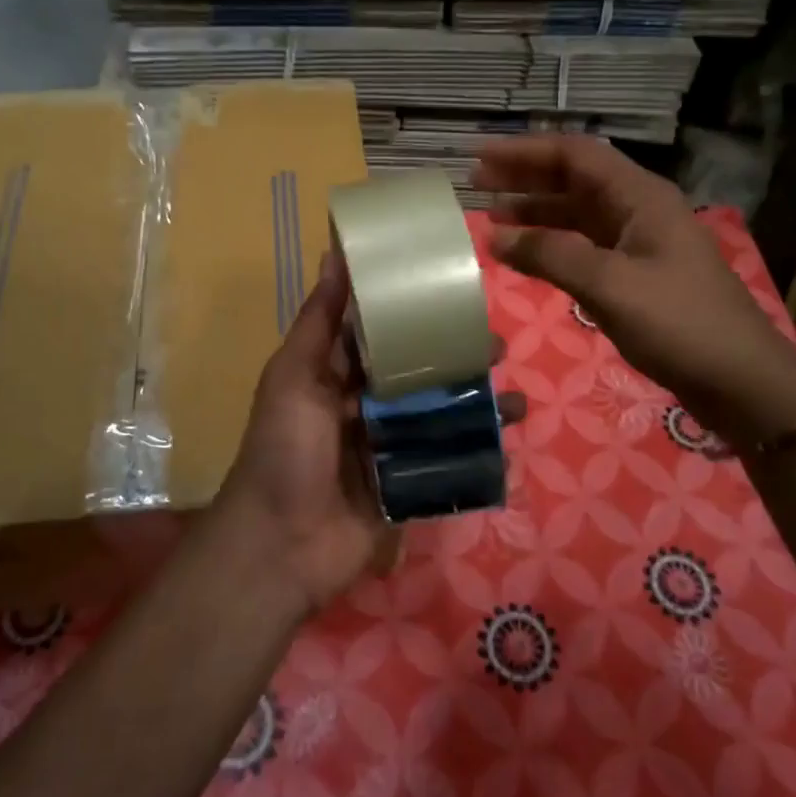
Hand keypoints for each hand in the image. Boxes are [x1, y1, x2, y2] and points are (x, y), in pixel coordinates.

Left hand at [218, 251, 523, 618]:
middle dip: (457, 360)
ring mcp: (390, 448)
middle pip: (420, 375)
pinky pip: (448, 461)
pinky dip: (477, 449)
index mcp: (337, 376)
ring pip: (440, 416)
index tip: (453, 293)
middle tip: (496, 346)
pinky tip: (508, 439)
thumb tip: (333, 252)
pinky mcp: (409, 485)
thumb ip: (319, 320)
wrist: (282, 544)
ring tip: (513, 397)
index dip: (415, 314)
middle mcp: (366, 406)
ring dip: (476, 404)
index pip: (382, 335)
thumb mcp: (294, 376)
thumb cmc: (285, 449)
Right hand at [473, 135, 795, 447]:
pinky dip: (552, 246)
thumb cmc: (679, 324)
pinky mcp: (636, 274)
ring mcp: (639, 243)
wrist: (740, 380)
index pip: (574, 156)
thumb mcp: (610, 285)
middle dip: (525, 178)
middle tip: (476, 185)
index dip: (525, 152)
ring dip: (536, 212)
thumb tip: (496, 236)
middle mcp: (638, 210)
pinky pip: (584, 247)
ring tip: (491, 219)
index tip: (479, 158)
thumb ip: (551, 255)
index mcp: (640, 197)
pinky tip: (526, 255)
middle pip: (574, 180)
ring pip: (577, 214)